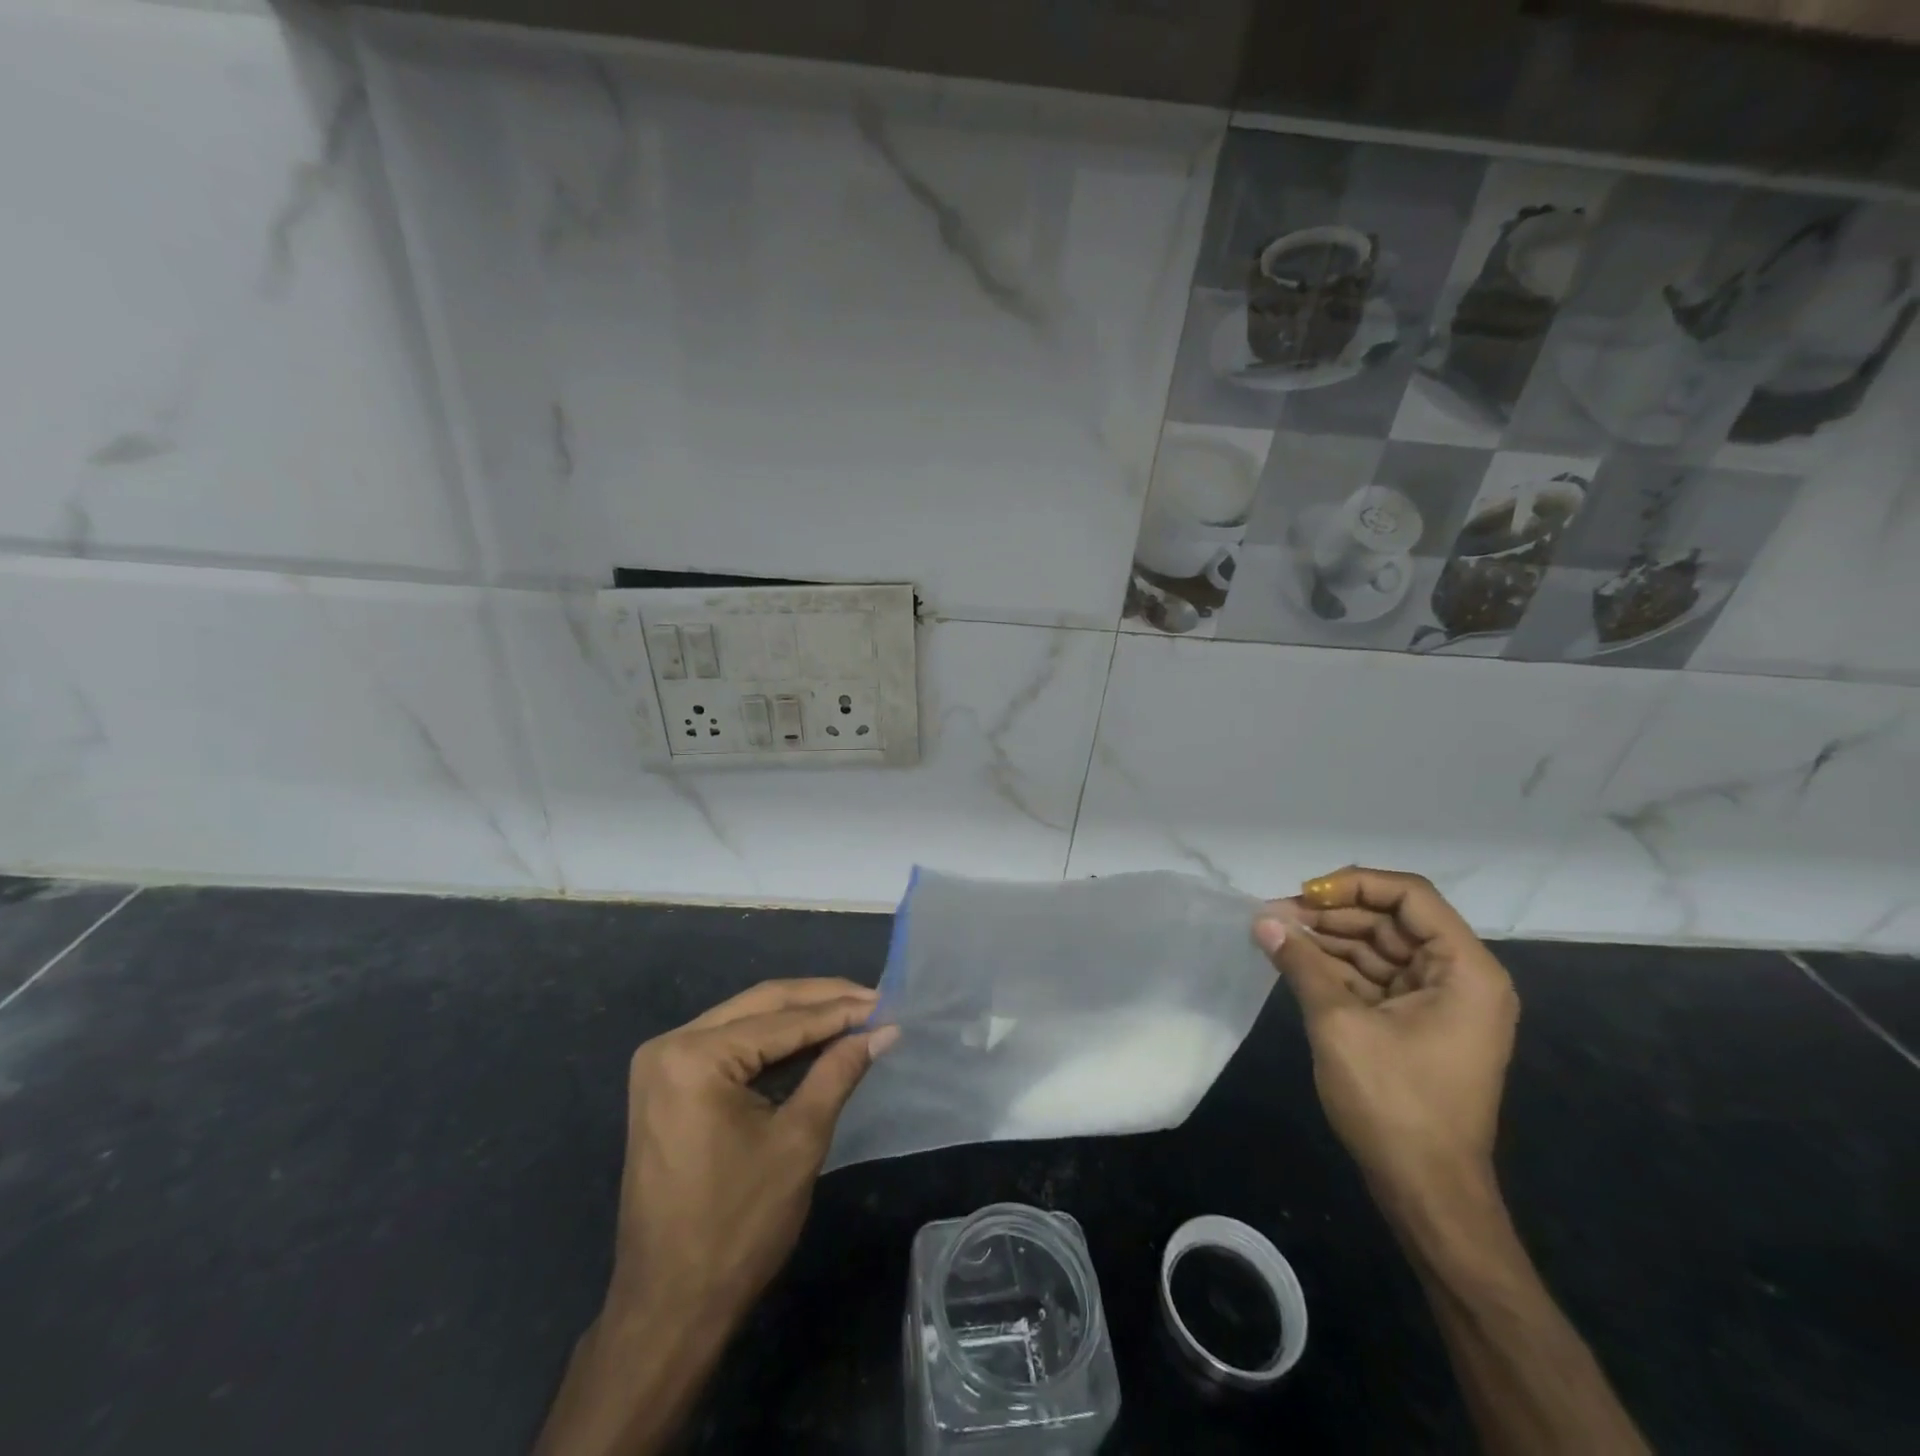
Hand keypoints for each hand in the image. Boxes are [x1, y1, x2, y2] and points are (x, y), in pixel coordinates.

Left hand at [608, 978, 894, 1329]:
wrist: (668, 1308)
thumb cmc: (737, 1227)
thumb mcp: (799, 1140)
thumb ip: (838, 1072)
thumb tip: (885, 1030)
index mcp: (694, 1057)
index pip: (782, 1020)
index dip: (839, 1011)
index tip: (885, 1003)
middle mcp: (670, 1045)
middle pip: (761, 1005)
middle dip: (820, 1000)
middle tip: (872, 1000)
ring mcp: (662, 1064)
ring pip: (746, 1019)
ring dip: (799, 1017)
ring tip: (852, 1013)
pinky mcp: (667, 1084)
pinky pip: (729, 1044)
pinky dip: (772, 1041)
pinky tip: (812, 1039)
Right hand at [1253, 868, 1517, 1206]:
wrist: (1427, 1193)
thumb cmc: (1395, 1104)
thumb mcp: (1339, 1024)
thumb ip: (1301, 963)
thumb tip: (1261, 920)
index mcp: (1465, 970)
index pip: (1411, 897)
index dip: (1354, 885)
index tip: (1304, 895)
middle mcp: (1460, 978)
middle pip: (1392, 920)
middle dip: (1332, 914)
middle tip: (1275, 914)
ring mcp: (1439, 1002)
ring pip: (1379, 948)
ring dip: (1328, 939)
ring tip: (1275, 933)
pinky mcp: (1416, 1024)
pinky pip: (1374, 978)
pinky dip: (1335, 968)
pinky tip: (1294, 960)